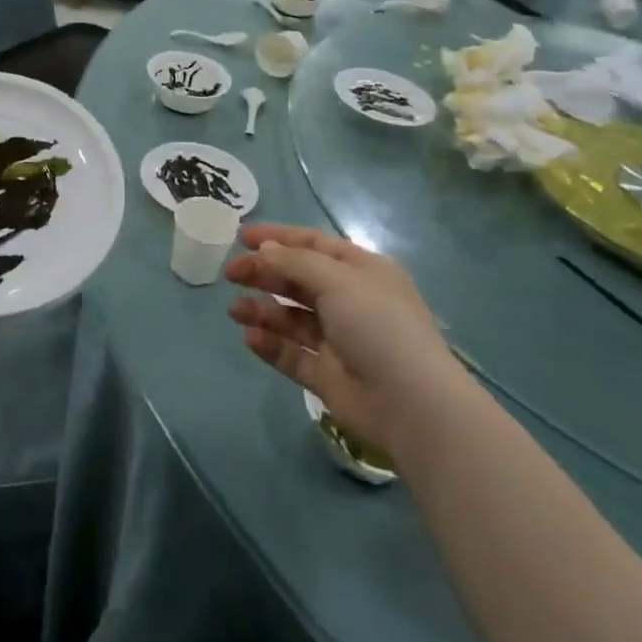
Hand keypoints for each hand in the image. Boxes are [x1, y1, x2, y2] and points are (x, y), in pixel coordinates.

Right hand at [226, 226, 453, 452]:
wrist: (411, 404)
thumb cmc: (378, 325)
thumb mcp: (337, 280)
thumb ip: (295, 263)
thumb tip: (265, 250)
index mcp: (362, 271)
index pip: (314, 244)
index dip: (278, 238)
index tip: (241, 238)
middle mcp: (351, 301)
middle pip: (298, 280)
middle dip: (264, 273)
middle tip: (230, 273)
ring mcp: (339, 341)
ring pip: (292, 319)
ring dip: (262, 311)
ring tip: (235, 310)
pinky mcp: (328, 376)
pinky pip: (293, 355)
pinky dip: (271, 345)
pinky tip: (250, 338)